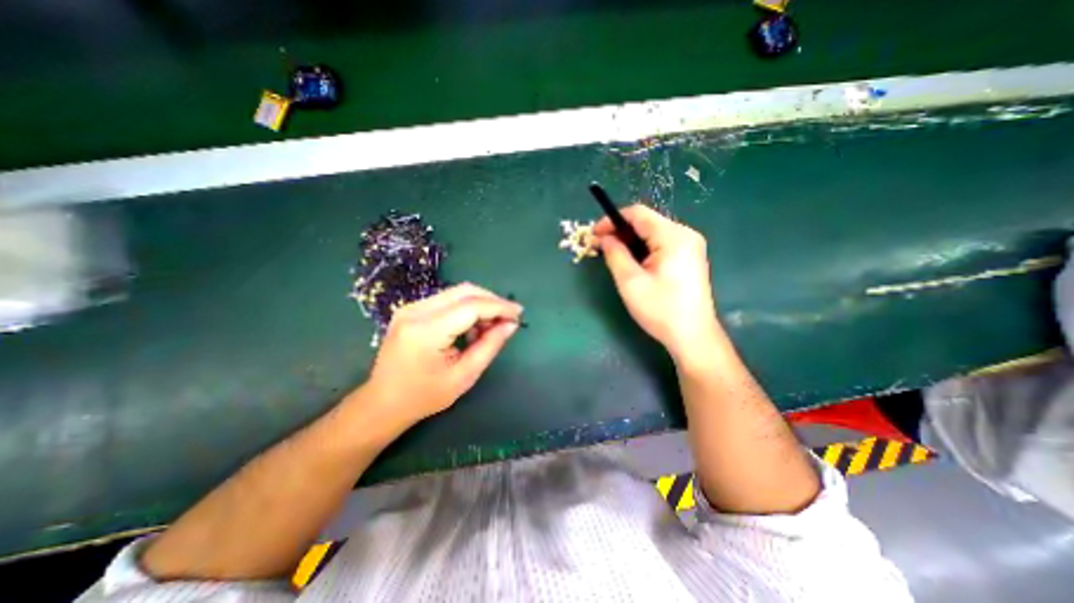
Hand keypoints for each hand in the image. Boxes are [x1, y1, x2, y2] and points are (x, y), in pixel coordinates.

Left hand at [361, 286, 525, 425]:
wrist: (383, 402)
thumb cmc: (425, 396)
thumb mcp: (464, 376)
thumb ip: (490, 346)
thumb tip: (511, 324)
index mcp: (426, 331)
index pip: (471, 306)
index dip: (499, 307)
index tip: (519, 313)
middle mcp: (415, 311)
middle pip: (464, 291)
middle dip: (492, 301)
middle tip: (508, 318)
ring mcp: (410, 308)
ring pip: (456, 292)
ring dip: (479, 304)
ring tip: (490, 327)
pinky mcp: (410, 310)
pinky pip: (446, 300)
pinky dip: (465, 308)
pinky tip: (472, 327)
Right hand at [595, 206, 720, 362]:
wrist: (693, 336)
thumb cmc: (660, 309)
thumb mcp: (630, 282)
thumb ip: (615, 254)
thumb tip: (604, 238)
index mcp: (673, 236)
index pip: (638, 214)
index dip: (612, 220)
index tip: (594, 233)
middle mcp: (685, 234)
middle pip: (646, 222)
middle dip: (620, 231)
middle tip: (600, 246)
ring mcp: (690, 246)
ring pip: (652, 233)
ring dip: (630, 241)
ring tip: (612, 255)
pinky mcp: (689, 257)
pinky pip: (661, 244)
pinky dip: (643, 248)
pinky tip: (632, 262)